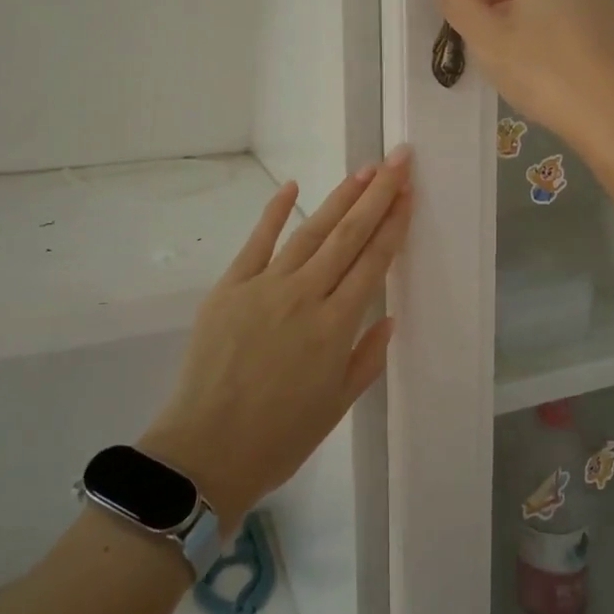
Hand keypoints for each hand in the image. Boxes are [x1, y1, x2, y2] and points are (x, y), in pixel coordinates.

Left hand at [141, 148, 412, 523]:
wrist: (204, 453)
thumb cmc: (279, 438)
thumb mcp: (337, 405)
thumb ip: (366, 357)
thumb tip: (388, 318)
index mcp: (336, 326)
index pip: (374, 262)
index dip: (394, 223)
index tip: (409, 192)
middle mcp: (305, 296)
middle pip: (348, 235)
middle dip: (378, 194)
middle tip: (398, 159)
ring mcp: (264, 287)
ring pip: (310, 231)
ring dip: (340, 198)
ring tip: (364, 170)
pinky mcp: (230, 288)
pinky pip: (257, 242)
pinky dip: (274, 212)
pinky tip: (292, 185)